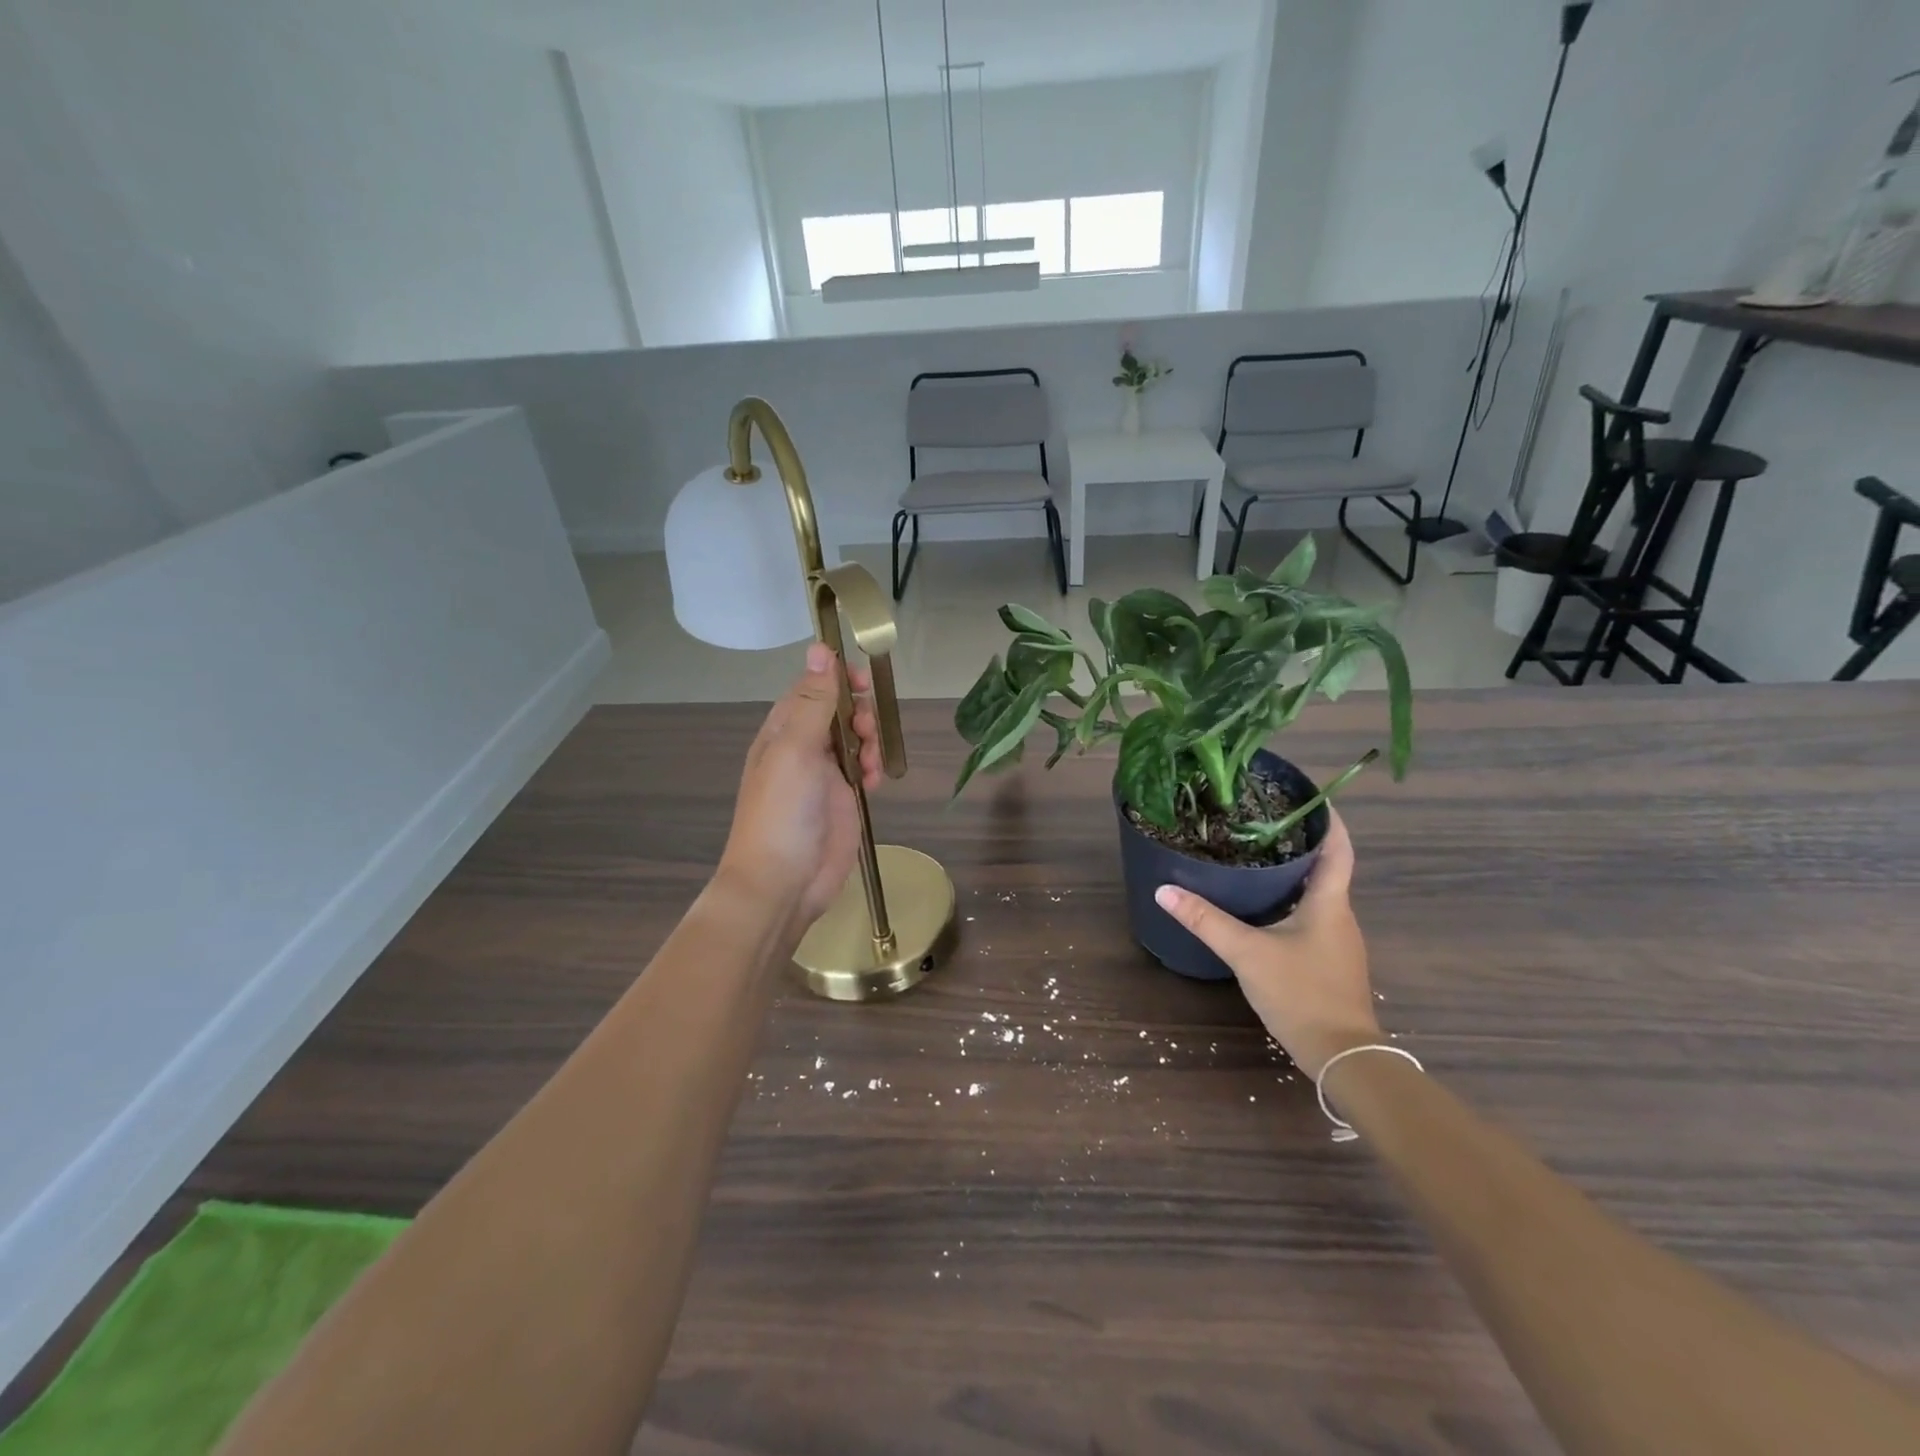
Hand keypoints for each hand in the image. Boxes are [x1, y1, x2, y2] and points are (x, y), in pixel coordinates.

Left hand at [718, 643, 883, 930]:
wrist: (782, 883)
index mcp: (782, 732)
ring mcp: (824, 776)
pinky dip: (872, 771)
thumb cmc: (782, 812)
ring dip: (869, 743)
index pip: (812, 688)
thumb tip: (819, 648)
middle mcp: (802, 749)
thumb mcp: (796, 750)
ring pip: (855, 741)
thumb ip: (813, 701)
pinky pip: (863, 772)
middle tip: (865, 731)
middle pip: (838, 713)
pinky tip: (873, 783)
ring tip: (869, 765)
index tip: (864, 680)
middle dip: (859, 714)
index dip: (838, 680)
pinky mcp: (842, 801)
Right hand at [1154, 811, 1379, 1076]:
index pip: (1338, 848)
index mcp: (1328, 903)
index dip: (1327, 818)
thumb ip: (1205, 920)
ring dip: (1295, 872)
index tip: (1308, 795)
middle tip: (1262, 821)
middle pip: (1326, 867)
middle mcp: (1339, 915)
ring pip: (1318, 893)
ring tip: (1257, 856)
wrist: (1341, 1055)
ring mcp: (1338, 941)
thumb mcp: (1246, 952)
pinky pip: (1313, 916)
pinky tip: (1264, 906)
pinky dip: (1292, 900)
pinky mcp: (1330, 961)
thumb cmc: (1301, 993)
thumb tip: (1164, 890)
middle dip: (1299, 842)